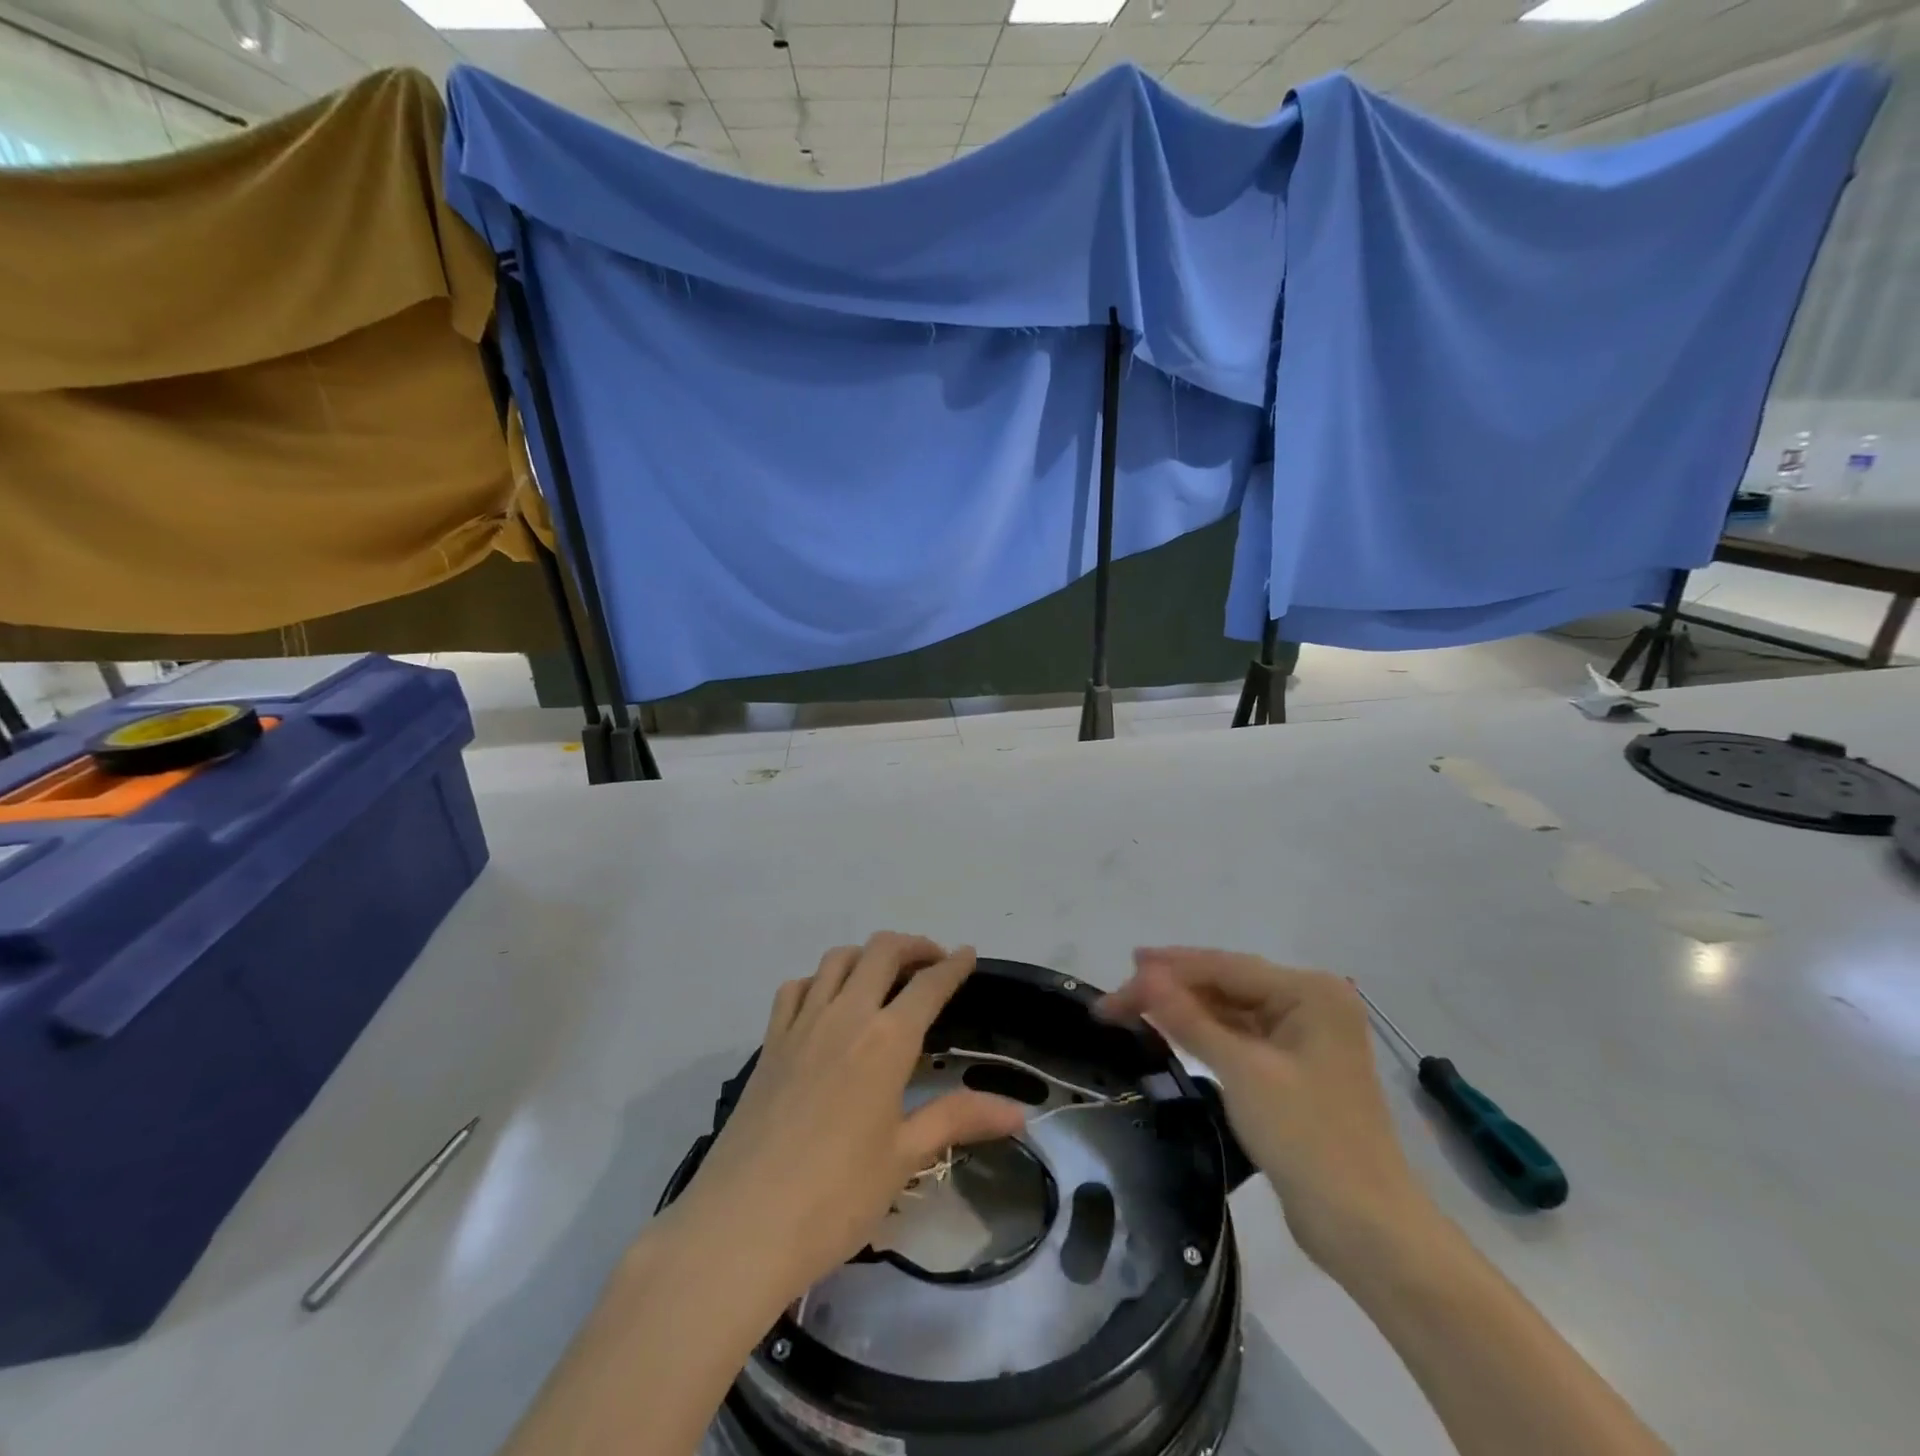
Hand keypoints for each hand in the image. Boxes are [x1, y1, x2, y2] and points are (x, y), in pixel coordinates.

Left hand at [669, 933, 1028, 1308]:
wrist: (742, 1225)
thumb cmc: (836, 1197)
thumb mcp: (904, 1157)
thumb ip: (959, 1119)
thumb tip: (1021, 1114)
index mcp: (886, 1040)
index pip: (929, 985)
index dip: (953, 965)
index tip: (968, 954)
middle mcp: (845, 1015)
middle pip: (881, 952)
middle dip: (913, 946)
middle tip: (932, 962)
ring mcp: (801, 1024)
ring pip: (837, 959)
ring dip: (867, 955)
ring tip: (883, 976)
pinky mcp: (769, 1042)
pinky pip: (796, 987)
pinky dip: (819, 980)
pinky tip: (827, 1002)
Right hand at [1098, 948, 1428, 1276]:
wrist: (1366, 1230)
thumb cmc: (1307, 1139)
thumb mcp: (1242, 1071)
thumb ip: (1189, 1018)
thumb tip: (1143, 974)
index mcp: (1309, 992)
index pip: (1224, 967)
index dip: (1167, 970)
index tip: (1118, 977)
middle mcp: (1310, 1003)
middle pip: (1226, 984)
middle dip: (1171, 989)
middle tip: (1115, 998)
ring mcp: (1303, 1037)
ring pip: (1230, 1010)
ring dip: (1184, 1010)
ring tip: (1132, 1009)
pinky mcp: (1293, 1069)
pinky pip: (1239, 1037)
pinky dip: (1205, 1034)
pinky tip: (1170, 1030)